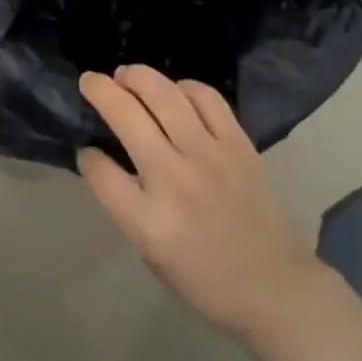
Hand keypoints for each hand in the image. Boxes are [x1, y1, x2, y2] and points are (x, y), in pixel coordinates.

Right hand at [78, 65, 323, 341]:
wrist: (274, 286)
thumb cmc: (204, 279)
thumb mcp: (150, 253)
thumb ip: (124, 202)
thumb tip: (100, 157)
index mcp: (150, 222)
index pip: (102, 173)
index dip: (89, 156)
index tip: (87, 148)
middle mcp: (175, 180)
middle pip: (127, 116)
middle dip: (101, 90)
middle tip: (91, 80)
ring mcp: (210, 155)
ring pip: (165, 94)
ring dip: (138, 76)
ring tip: (126, 74)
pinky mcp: (237, 143)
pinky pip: (205, 97)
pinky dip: (184, 86)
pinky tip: (174, 91)